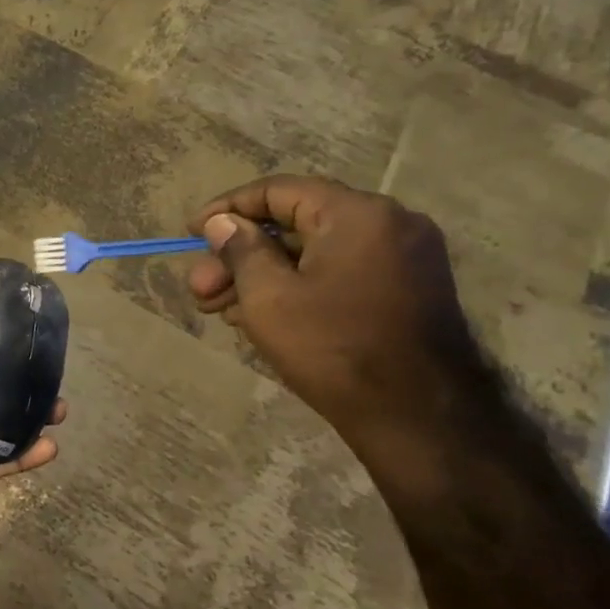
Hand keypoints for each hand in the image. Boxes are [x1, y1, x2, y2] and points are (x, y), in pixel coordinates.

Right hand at [186, 175, 484, 443]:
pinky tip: (257, 315)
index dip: (227, 209)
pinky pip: (338, 272)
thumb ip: (240, 249)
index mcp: (358, 214)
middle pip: (294, 225)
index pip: (278, 191)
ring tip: (217, 309)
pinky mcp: (406, 290)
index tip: (191, 233)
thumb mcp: (268, 296)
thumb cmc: (333, 347)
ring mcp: (403, 258)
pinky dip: (296, 286)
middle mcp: (389, 224)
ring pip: (313, 253)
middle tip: (199, 288)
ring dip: (261, 275)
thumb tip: (222, 222)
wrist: (417, 417)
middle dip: (239, 256)